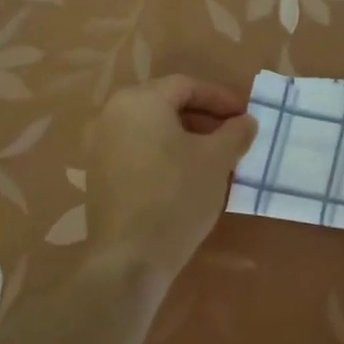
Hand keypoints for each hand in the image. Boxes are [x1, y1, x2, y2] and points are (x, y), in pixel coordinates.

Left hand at [83, 76, 257, 271]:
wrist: (130, 258)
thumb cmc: (177, 196)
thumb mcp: (217, 160)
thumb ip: (235, 133)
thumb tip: (246, 121)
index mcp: (139, 101)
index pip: (187, 86)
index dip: (221, 98)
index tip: (245, 116)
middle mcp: (111, 114)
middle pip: (166, 104)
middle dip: (204, 118)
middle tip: (232, 135)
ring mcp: (98, 146)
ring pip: (151, 129)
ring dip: (185, 137)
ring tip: (215, 157)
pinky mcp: (97, 175)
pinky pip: (137, 150)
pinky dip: (164, 154)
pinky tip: (187, 176)